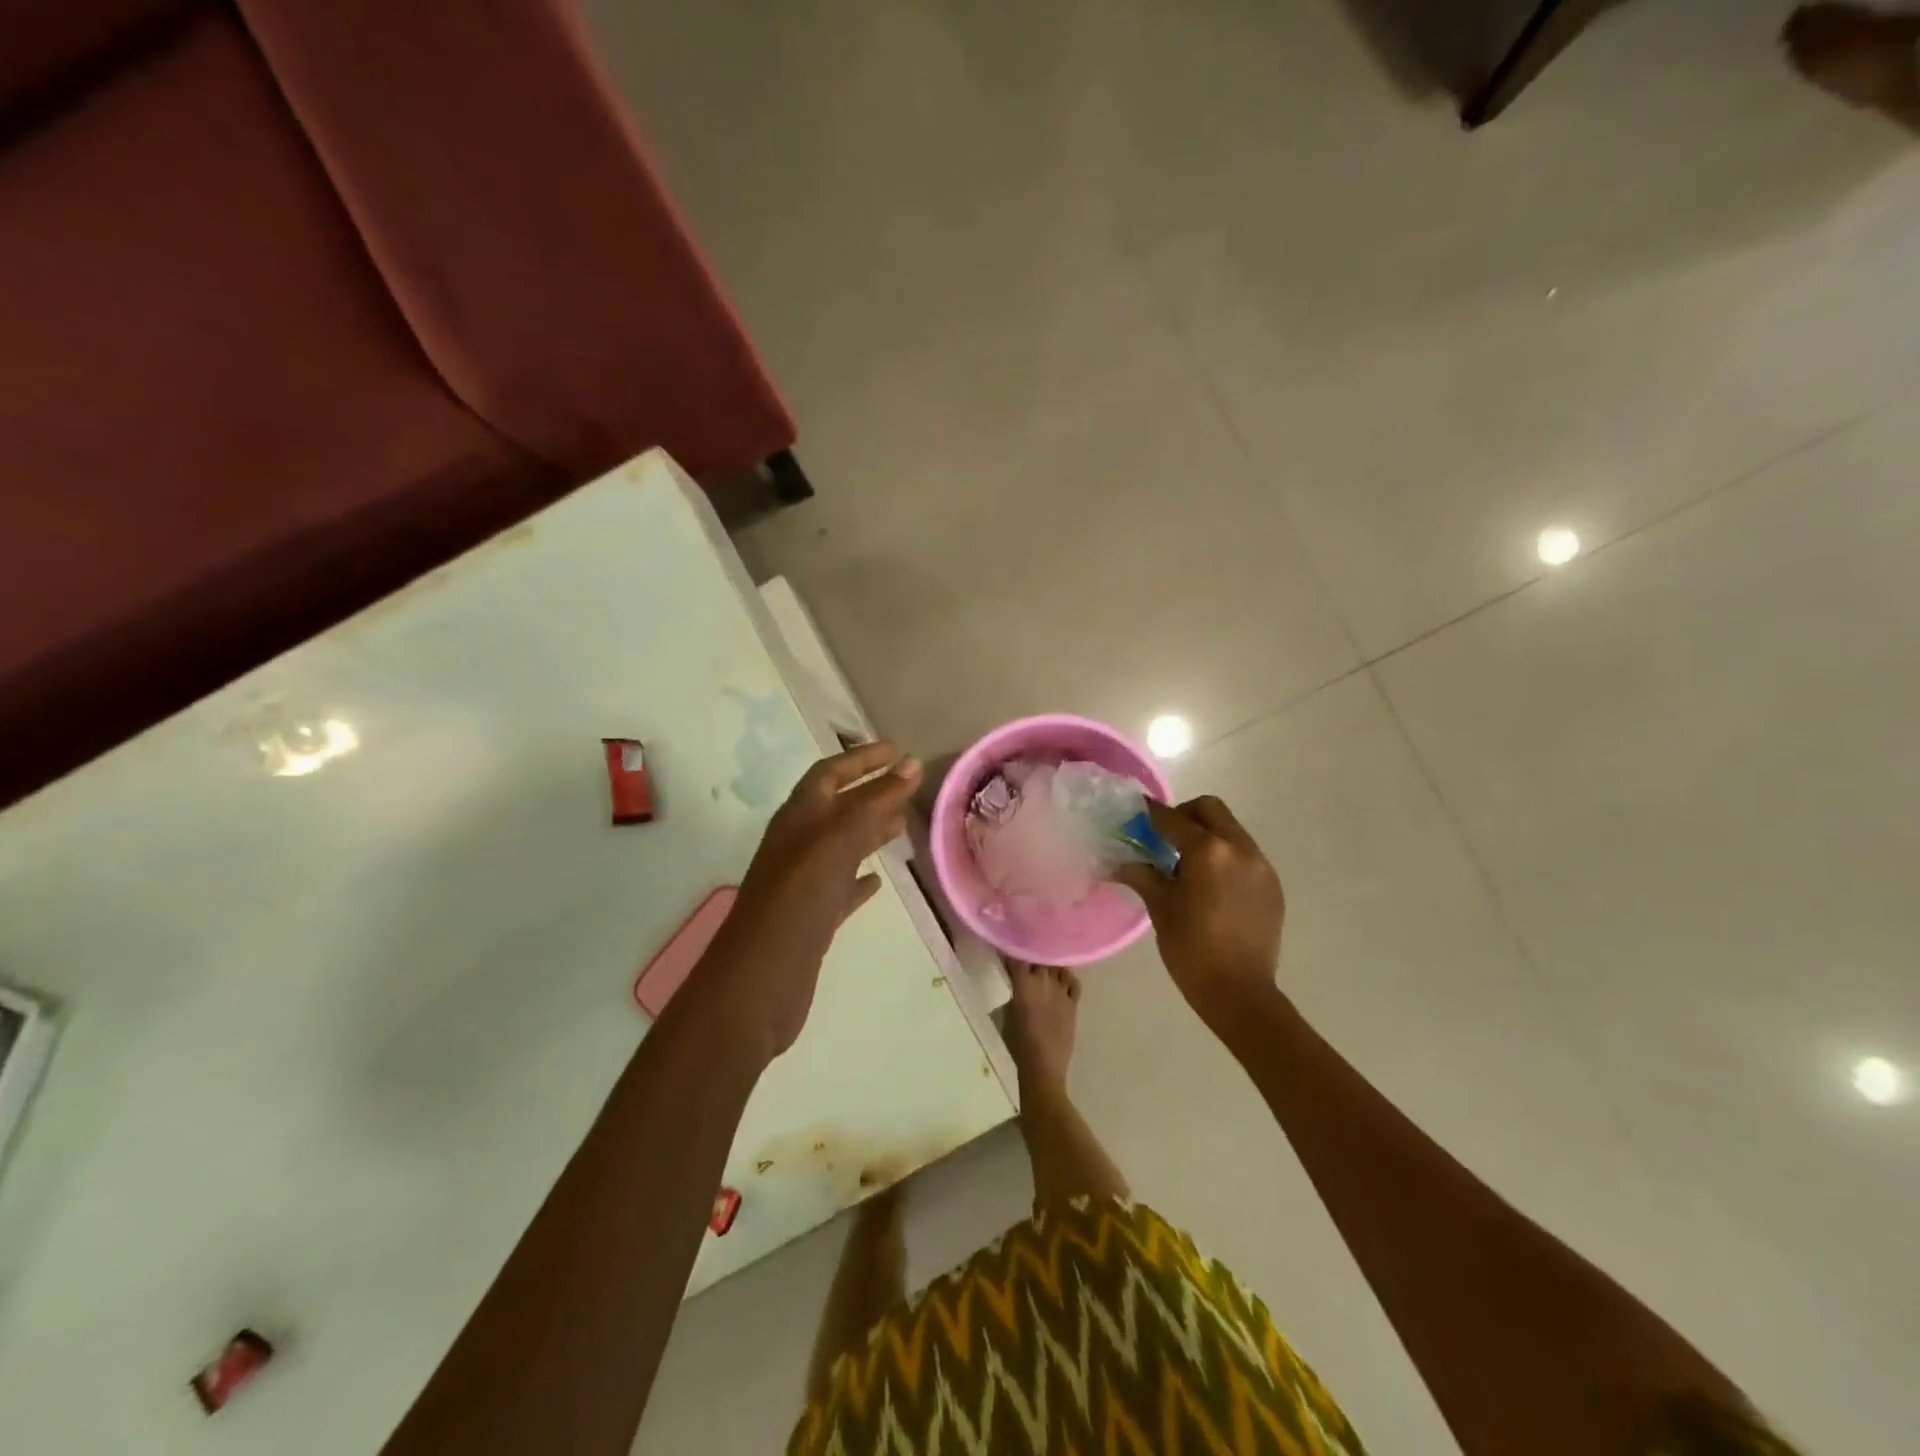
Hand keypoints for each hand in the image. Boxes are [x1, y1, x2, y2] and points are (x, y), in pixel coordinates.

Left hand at [691, 741, 921, 1059]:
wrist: (758, 983)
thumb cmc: (796, 901)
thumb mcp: (836, 842)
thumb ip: (873, 803)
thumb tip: (911, 764)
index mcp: (797, 819)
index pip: (830, 774)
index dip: (862, 758)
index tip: (899, 751)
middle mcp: (797, 845)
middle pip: (837, 807)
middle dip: (871, 791)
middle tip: (909, 784)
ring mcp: (803, 884)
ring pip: (842, 846)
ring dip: (870, 830)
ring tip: (904, 823)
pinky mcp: (812, 919)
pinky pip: (841, 887)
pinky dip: (861, 878)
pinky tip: (879, 879)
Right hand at [1113, 796, 1285, 1025]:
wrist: (1239, 992)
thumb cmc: (1191, 948)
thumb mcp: (1161, 908)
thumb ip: (1143, 875)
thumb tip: (1123, 863)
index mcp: (1208, 850)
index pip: (1173, 818)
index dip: (1151, 814)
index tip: (1137, 813)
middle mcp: (1239, 848)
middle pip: (1210, 810)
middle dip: (1185, 815)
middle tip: (1165, 838)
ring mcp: (1261, 866)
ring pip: (1231, 831)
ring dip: (1208, 835)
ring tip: (1189, 865)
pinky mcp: (1272, 886)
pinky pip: (1245, 855)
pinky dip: (1226, 857)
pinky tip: (1212, 886)